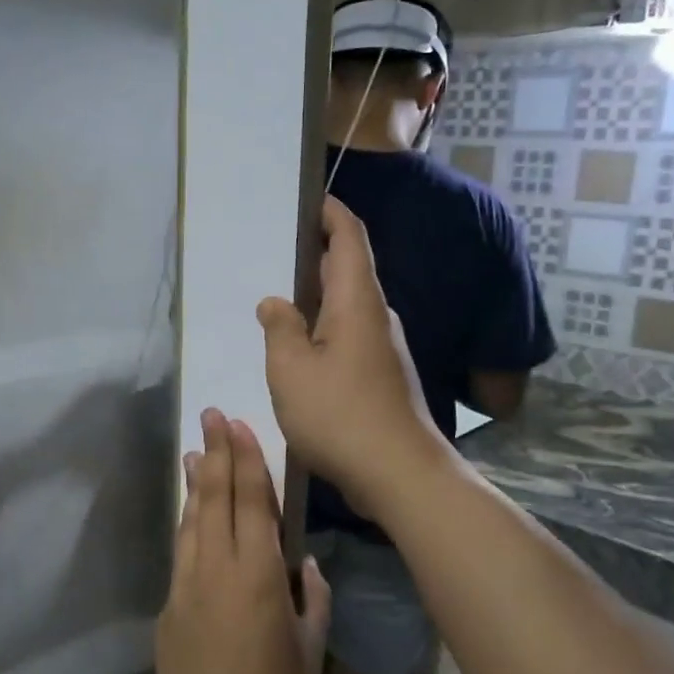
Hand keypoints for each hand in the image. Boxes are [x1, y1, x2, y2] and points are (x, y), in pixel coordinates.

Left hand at [156, 410, 329, 673]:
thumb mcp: (311, 649)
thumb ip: (311, 597)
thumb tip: (305, 563)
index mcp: (258, 574)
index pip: (252, 501)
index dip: (246, 459)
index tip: (238, 425)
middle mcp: (217, 568)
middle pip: (217, 498)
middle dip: (217, 452)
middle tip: (210, 415)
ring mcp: (187, 584)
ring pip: (192, 519)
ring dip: (196, 482)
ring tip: (197, 451)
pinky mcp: (169, 605)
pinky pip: (181, 550)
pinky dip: (186, 521)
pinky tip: (189, 509)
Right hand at [256, 197, 442, 518]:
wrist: (399, 473)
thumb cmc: (340, 413)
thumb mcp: (291, 369)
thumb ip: (279, 328)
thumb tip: (274, 302)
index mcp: (357, 302)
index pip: (349, 238)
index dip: (331, 213)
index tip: (310, 200)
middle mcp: (376, 317)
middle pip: (350, 269)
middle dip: (318, 252)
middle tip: (278, 249)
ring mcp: (383, 348)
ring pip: (348, 306)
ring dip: (318, 295)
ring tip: (280, 297)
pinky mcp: (381, 376)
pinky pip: (349, 335)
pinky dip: (324, 327)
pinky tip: (300, 347)